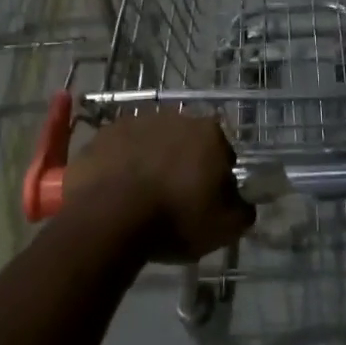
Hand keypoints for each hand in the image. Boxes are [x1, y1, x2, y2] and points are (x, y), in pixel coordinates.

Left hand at [63, 112, 253, 259]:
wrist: (108, 216)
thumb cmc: (175, 218)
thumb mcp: (225, 227)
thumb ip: (242, 210)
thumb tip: (242, 202)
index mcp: (209, 133)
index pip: (223, 153)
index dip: (217, 178)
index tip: (207, 200)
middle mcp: (175, 117)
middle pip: (186, 143)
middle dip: (183, 164)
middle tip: (175, 198)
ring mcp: (135, 122)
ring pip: (151, 143)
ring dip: (151, 161)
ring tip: (141, 196)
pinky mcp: (103, 134)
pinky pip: (120, 150)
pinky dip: (121, 165)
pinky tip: (116, 191)